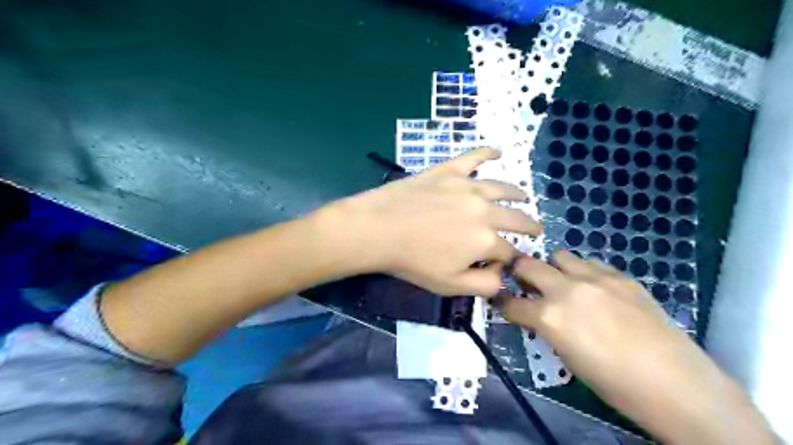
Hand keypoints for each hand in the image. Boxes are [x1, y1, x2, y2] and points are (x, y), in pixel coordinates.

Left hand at [318, 147, 541, 297]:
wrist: (378, 229)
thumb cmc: (412, 261)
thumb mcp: (450, 285)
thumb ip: (484, 285)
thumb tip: (503, 275)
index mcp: (487, 240)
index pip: (510, 252)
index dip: (512, 260)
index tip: (508, 263)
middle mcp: (485, 210)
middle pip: (516, 217)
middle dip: (530, 226)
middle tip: (536, 229)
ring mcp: (468, 186)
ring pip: (502, 188)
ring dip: (517, 194)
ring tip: (524, 197)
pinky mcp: (449, 171)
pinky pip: (474, 157)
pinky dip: (488, 153)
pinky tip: (498, 151)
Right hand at [504, 251, 779, 442]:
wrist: (677, 386)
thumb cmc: (615, 385)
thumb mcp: (568, 358)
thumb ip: (548, 328)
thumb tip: (538, 316)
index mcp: (549, 317)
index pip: (511, 303)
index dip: (503, 303)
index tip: (501, 301)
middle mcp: (566, 290)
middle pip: (528, 265)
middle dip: (519, 272)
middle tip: (523, 281)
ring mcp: (595, 279)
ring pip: (559, 256)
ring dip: (553, 268)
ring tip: (561, 282)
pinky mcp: (621, 276)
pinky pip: (591, 263)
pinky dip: (583, 271)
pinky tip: (593, 288)